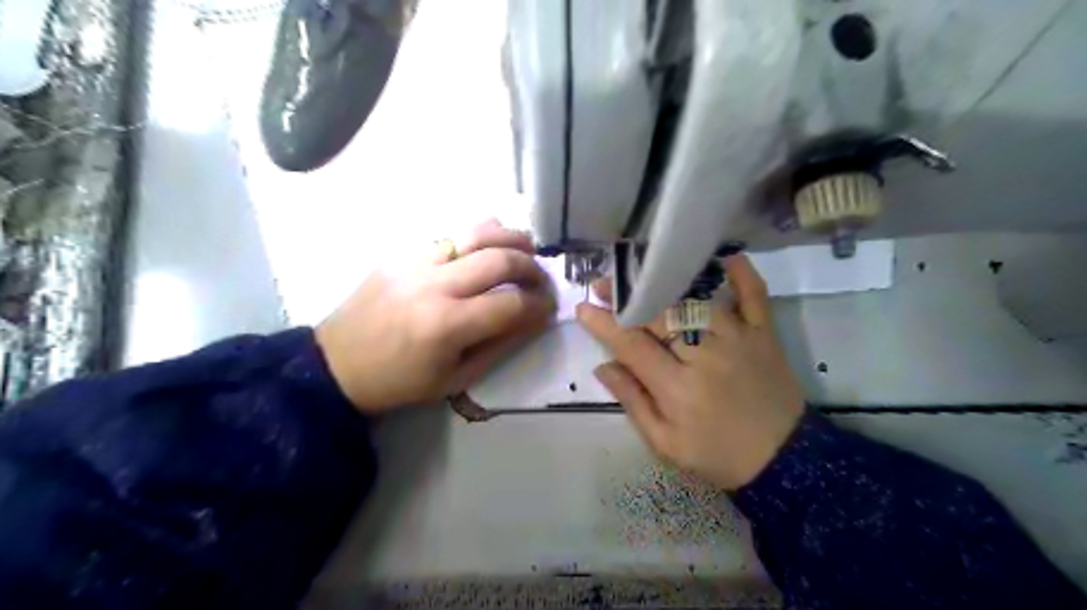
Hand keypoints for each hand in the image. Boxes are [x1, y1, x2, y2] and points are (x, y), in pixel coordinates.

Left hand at [313, 219, 553, 412]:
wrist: (336, 365)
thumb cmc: (399, 382)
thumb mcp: (455, 378)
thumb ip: (499, 345)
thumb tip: (534, 318)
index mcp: (446, 326)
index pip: (511, 304)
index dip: (540, 304)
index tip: (550, 306)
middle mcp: (434, 285)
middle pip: (500, 260)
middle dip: (532, 267)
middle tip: (541, 279)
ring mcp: (415, 262)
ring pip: (476, 233)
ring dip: (511, 237)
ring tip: (528, 247)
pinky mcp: (402, 253)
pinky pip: (449, 234)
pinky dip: (479, 235)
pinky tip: (491, 243)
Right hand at [577, 253, 804, 490]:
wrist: (785, 461)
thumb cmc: (718, 455)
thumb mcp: (666, 444)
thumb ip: (634, 402)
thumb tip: (603, 366)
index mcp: (678, 388)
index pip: (632, 345)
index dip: (605, 325)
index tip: (584, 309)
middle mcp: (706, 355)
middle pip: (660, 315)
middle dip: (627, 296)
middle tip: (604, 284)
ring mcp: (739, 340)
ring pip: (697, 299)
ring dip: (666, 281)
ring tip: (642, 271)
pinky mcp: (764, 334)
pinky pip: (754, 295)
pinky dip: (742, 274)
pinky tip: (724, 256)